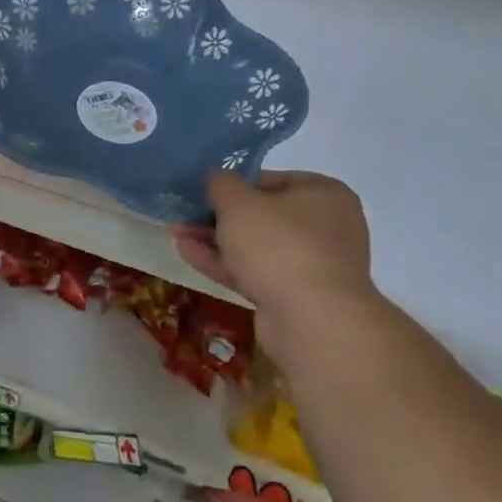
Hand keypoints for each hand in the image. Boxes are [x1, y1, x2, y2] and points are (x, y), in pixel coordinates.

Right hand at [173, 170, 374, 343]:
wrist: (313, 322)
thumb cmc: (278, 245)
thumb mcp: (238, 201)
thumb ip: (220, 182)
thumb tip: (216, 180)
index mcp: (324, 194)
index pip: (269, 179)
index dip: (232, 182)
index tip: (201, 189)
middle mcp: (326, 227)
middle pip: (261, 214)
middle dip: (217, 215)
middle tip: (183, 212)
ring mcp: (313, 265)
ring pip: (254, 245)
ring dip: (214, 239)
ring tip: (175, 232)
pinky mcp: (297, 297)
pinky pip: (255, 271)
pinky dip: (223, 262)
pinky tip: (187, 253)